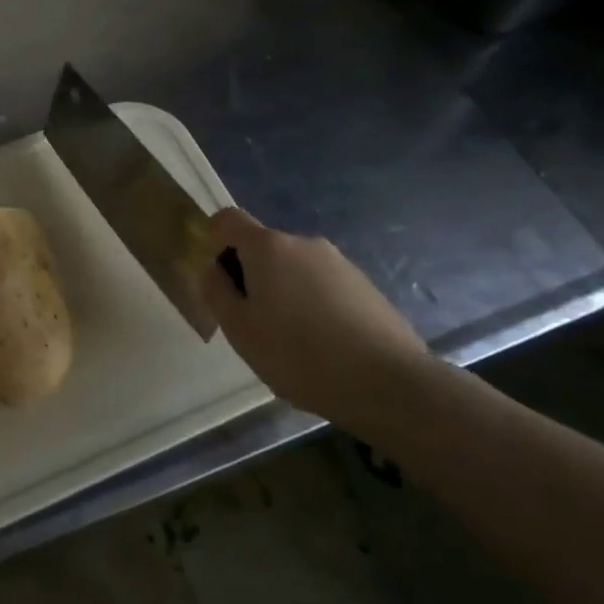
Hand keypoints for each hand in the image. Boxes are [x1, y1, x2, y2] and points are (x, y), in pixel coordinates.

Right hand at [200, 207, 430, 431]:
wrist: (390, 384)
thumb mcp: (240, 330)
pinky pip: (323, 286)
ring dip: (284, 292)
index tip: (219, 279)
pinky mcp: (365, 286)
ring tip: (292, 341)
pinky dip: (314, 305)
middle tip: (254, 322)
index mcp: (268, 246)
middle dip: (251, 275)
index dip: (214, 240)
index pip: (228, 219)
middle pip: (263, 247)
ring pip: (295, 268)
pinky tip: (324, 346)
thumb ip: (216, 291)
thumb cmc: (299, 355)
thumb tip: (214, 269)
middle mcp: (304, 243)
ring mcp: (340, 262)